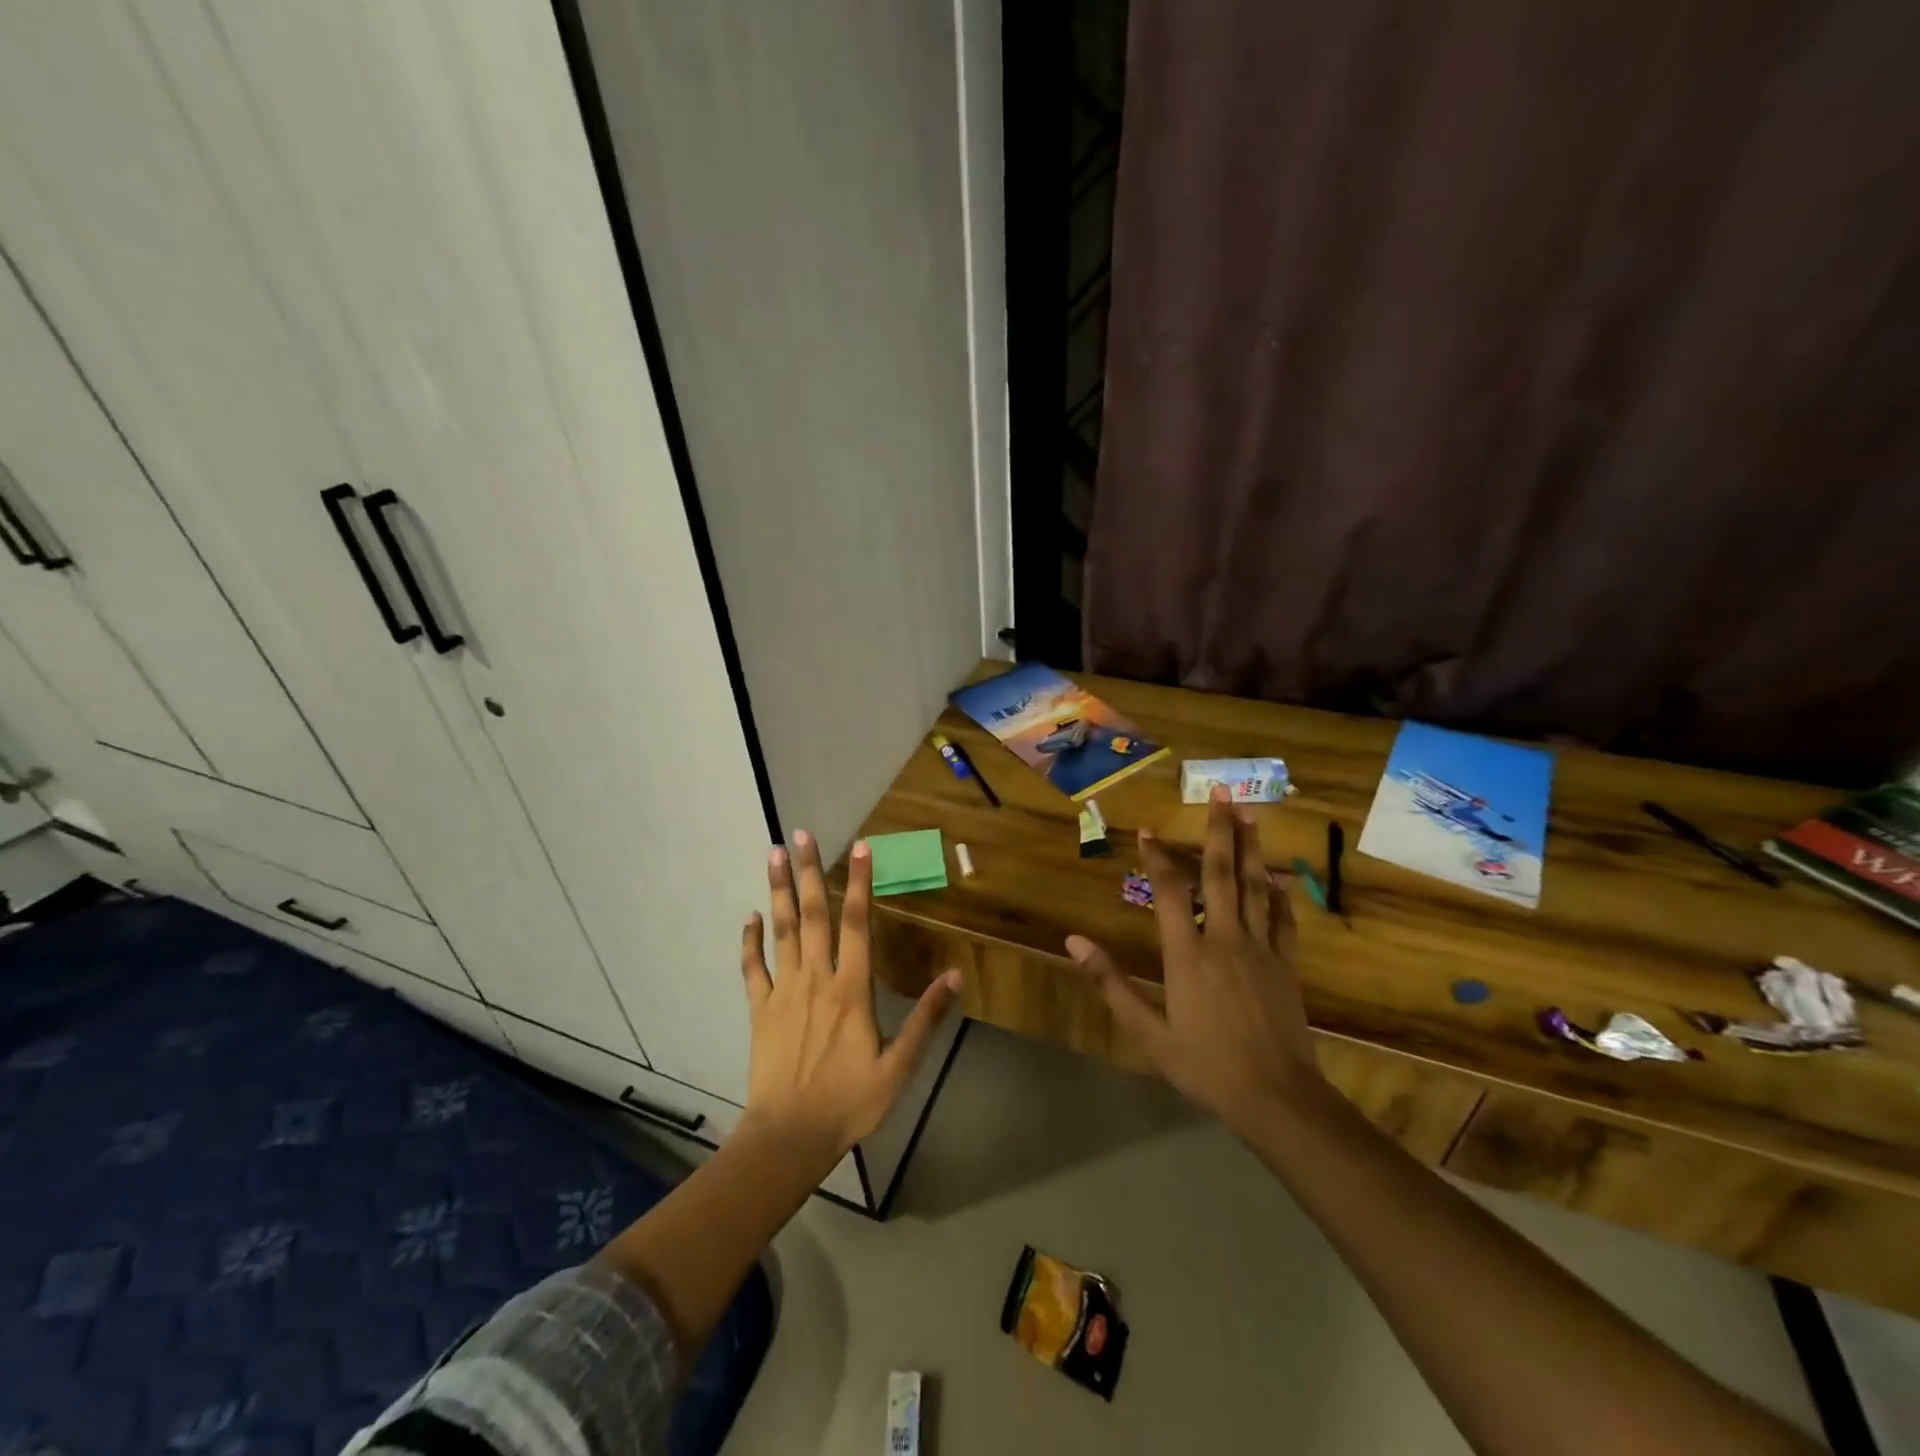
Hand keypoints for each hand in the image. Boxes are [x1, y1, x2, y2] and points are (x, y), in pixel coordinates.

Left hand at [739, 829, 960, 1167]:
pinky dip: (750, 941)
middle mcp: (816, 979)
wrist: (789, 1137)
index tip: (859, 846)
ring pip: (781, 930)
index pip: (857, 923)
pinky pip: (753, 968)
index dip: (860, 883)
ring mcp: (784, 992)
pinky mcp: (761, 1010)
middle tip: (800, 834)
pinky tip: (749, 916)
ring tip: (773, 854)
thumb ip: (925, 1019)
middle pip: (812, 915)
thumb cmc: (849, 1102)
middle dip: (808, 872)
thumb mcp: (899, 1067)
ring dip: (778, 890)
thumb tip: (954, 976)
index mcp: (851, 989)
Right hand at [1065, 787, 1318, 1134]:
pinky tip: (1277, 877)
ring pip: (1254, 886)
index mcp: (1188, 954)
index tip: (1147, 830)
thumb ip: (1111, 983)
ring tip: (1249, 813)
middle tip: (1220, 791)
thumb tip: (1074, 942)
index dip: (1157, 857)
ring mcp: (1261, 949)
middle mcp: (1225, 939)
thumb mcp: (1147, 1032)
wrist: (1276, 1097)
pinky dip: (1279, 893)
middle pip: (1221, 874)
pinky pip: (1283, 919)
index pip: (1169, 891)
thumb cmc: (1204, 1064)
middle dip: (1219, 830)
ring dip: (1251, 847)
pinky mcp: (1286, 964)